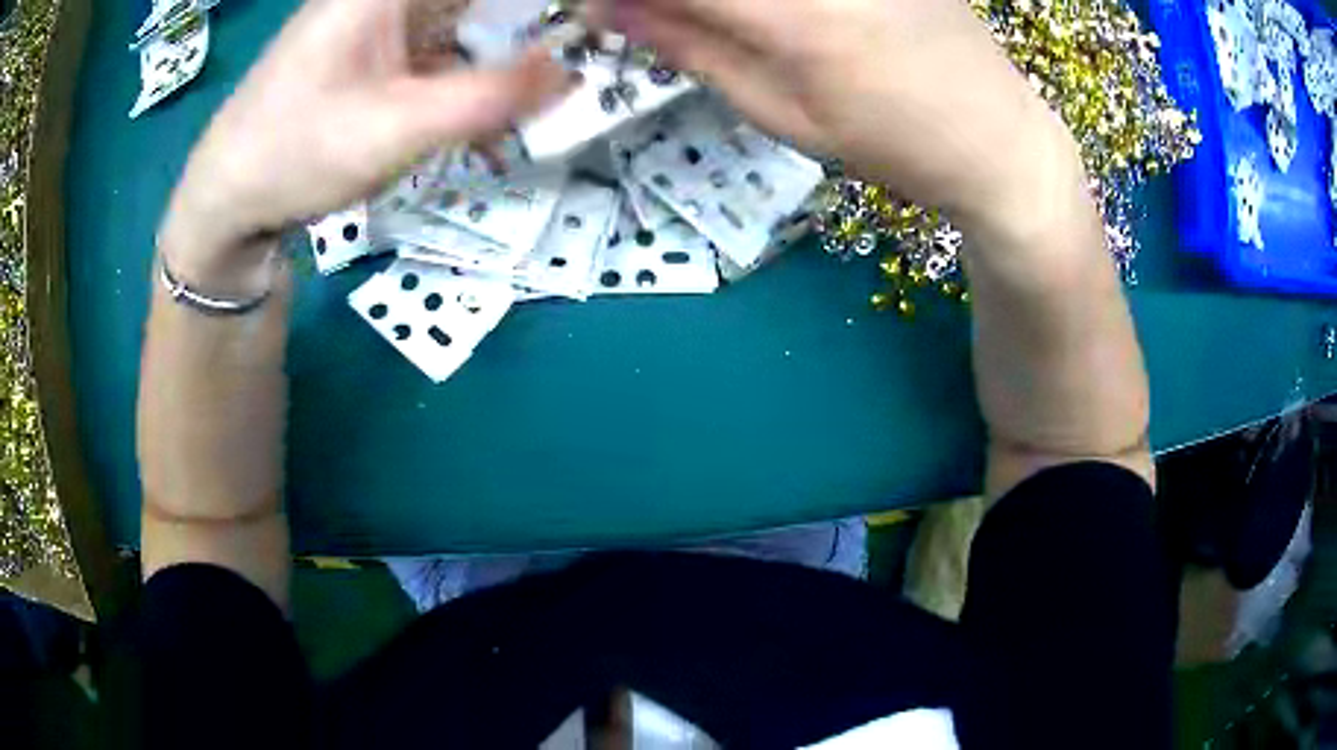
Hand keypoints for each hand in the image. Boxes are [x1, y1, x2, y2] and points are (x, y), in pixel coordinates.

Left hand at [160, 0, 567, 281]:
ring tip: (543, 82)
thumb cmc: (294, 155)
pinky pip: (448, 39)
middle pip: (480, 0)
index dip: (548, 5)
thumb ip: (489, 97)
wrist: (227, 198)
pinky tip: (495, 104)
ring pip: (470, 12)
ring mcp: (384, 16)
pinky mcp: (381, 46)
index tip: (584, 26)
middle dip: (533, 22)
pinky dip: (478, 65)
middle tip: (575, 56)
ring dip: (510, 43)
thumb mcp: (395, 129)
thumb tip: (570, 74)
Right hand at [598, 0, 1082, 232]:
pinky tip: (774, 20)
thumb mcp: (783, 113)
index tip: (591, 7)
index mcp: (790, 13)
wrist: (999, 136)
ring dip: (721, 5)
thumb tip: (608, 9)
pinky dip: (760, 1)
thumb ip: (692, 47)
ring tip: (728, 29)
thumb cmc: (893, 143)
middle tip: (649, 17)